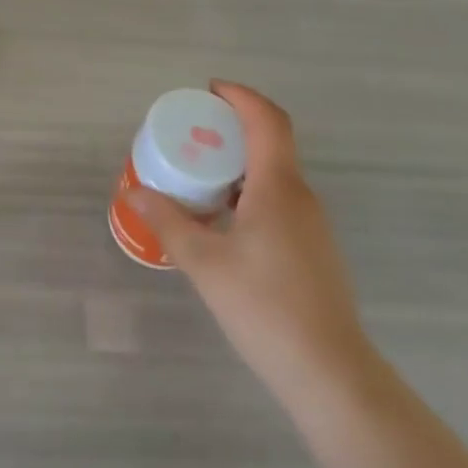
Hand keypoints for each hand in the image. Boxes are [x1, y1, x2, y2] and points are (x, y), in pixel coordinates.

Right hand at [129, 82, 372, 403]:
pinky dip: (249, 188)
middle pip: (271, 140)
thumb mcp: (205, 263)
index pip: (267, 120)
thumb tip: (135, 194)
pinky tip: (223, 216)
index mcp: (278, 187)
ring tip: (199, 171)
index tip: (208, 91)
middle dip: (232, 125)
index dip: (240, 96)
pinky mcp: (313, 248)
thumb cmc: (265, 309)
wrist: (331, 376)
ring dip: (239, 160)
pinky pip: (279, 198)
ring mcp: (312, 224)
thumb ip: (169, 222)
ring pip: (275, 172)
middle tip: (191, 131)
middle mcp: (300, 196)